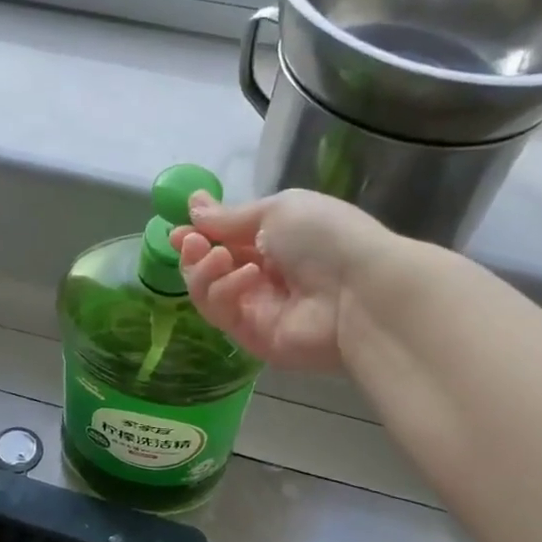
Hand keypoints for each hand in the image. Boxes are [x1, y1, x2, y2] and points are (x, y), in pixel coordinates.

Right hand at [170, 189, 400, 371]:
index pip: (226, 239)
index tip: (180, 227)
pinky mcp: (251, 337)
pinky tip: (246, 277)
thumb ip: (231, 217)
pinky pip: (221, 313)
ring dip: (202, 271)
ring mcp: (256, 308)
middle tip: (190, 242)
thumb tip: (194, 204)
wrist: (361, 291)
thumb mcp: (277, 210)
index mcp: (275, 240)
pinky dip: (225, 291)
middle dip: (194, 252)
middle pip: (210, 268)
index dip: (200, 233)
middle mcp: (263, 275)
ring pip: (207, 292)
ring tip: (218, 257)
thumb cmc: (326, 237)